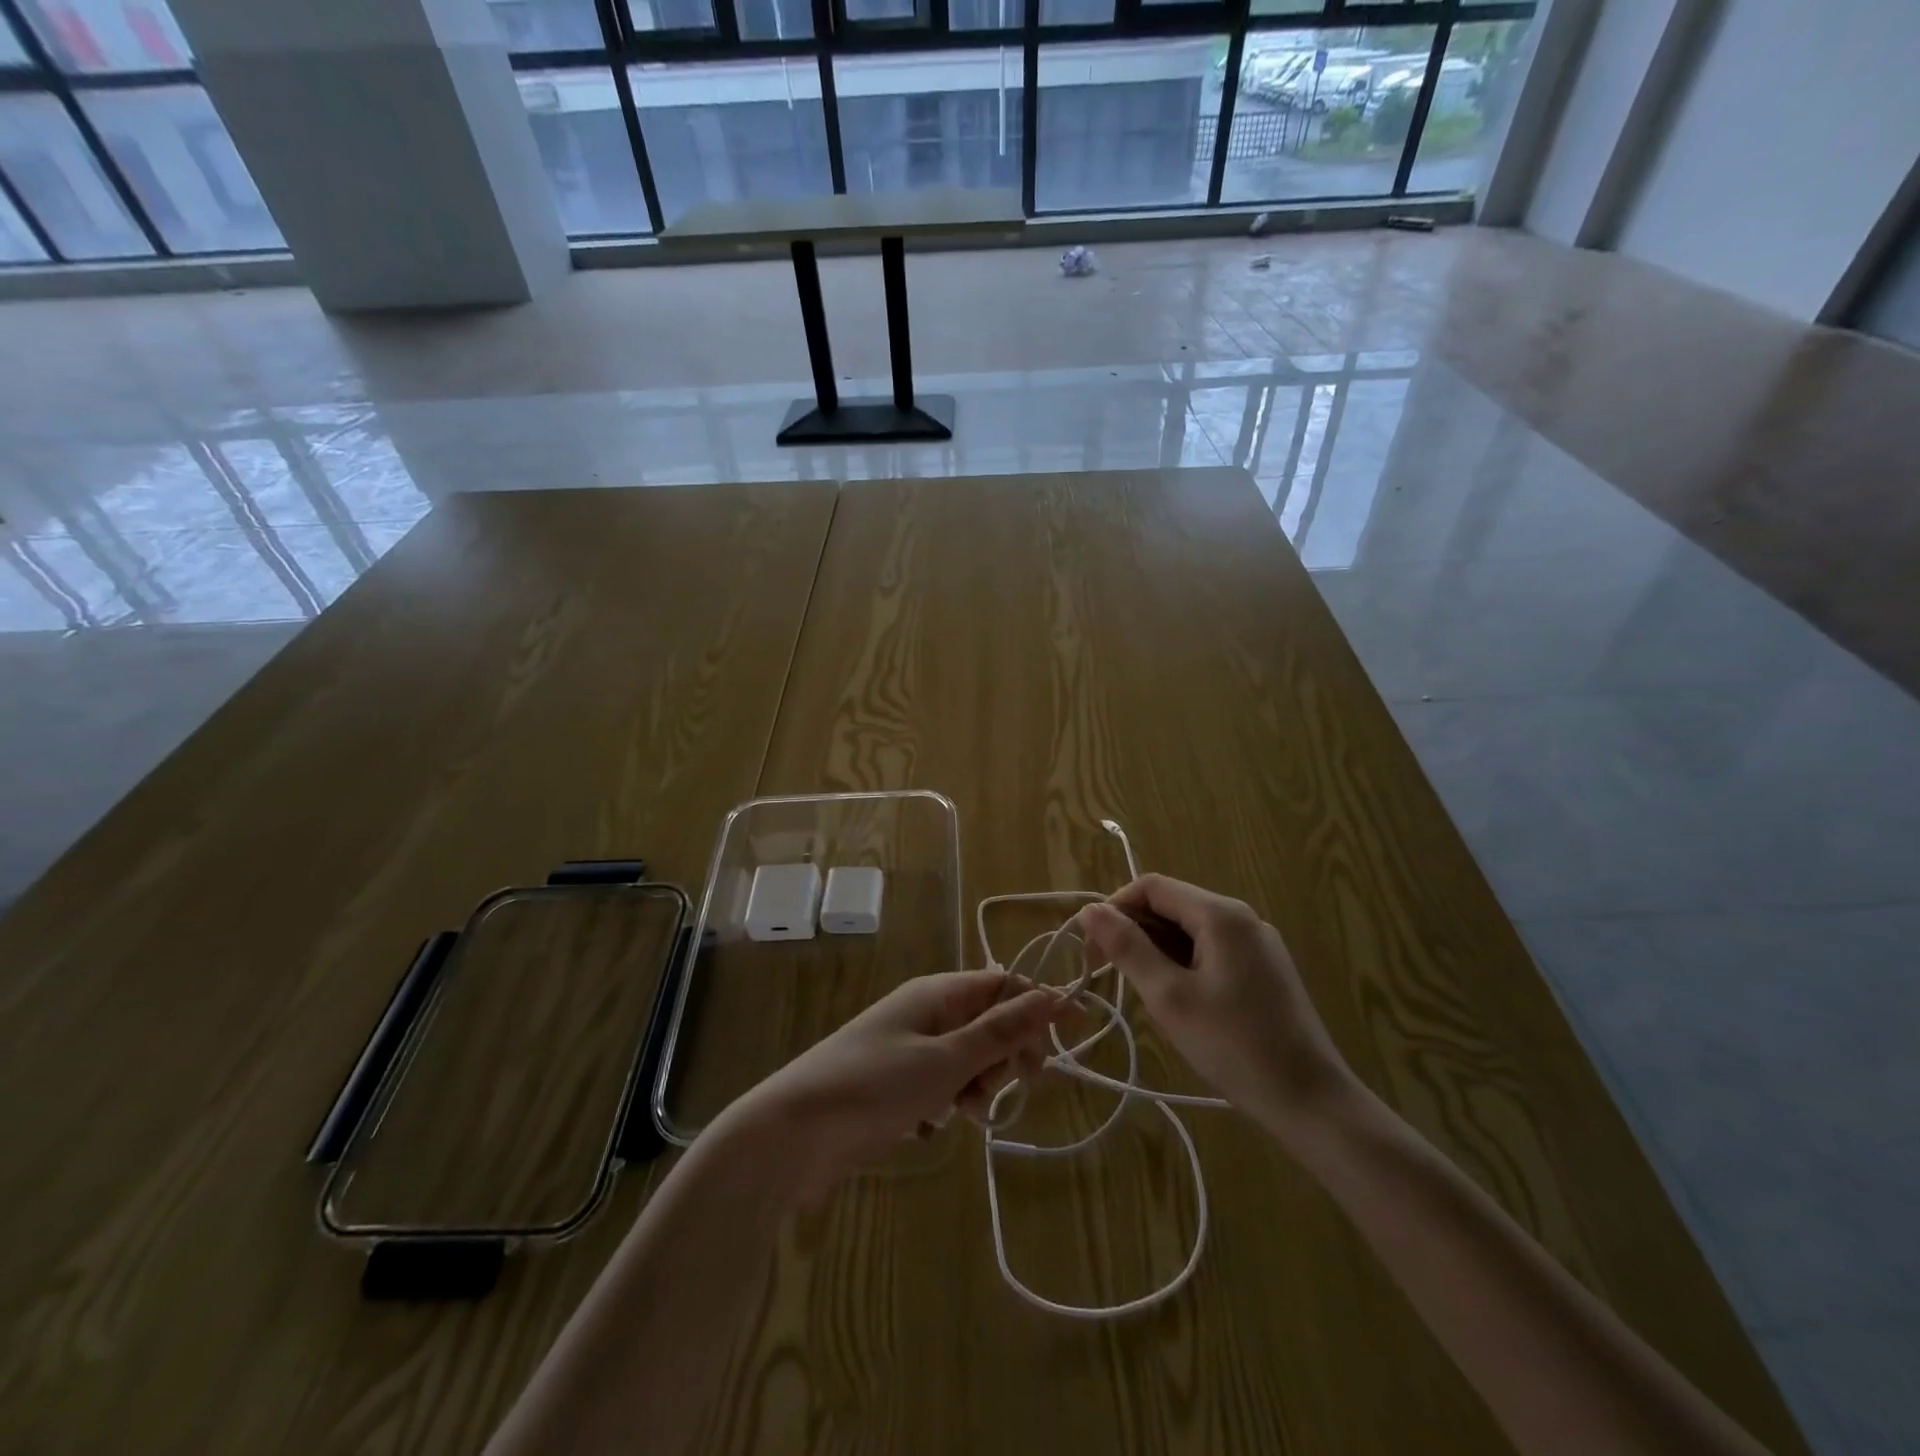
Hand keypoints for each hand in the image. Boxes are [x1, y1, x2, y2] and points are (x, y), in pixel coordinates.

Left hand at [732, 971, 1064, 1198]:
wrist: (793, 1134)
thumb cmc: (874, 1086)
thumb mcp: (945, 1060)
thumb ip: (1000, 1031)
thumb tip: (1051, 994)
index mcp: (937, 993)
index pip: (1003, 983)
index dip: (1039, 1005)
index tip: (1076, 1034)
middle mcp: (925, 1012)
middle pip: (990, 1022)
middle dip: (1006, 1054)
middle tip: (1004, 1084)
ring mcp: (909, 1048)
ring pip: (969, 1059)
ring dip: (977, 1085)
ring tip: (961, 1111)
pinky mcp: (896, 1085)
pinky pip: (943, 1085)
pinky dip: (948, 1103)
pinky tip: (931, 1125)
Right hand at [1078, 875, 1354, 1145]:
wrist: (1311, 1101)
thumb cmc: (1234, 1046)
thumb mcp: (1169, 997)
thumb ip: (1127, 948)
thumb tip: (1089, 910)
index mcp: (1220, 914)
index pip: (1151, 886)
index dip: (1115, 908)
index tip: (1092, 948)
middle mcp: (1241, 917)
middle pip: (1172, 904)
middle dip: (1134, 930)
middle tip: (1109, 973)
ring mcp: (1257, 943)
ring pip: (1190, 929)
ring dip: (1156, 949)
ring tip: (1142, 992)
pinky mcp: (1264, 968)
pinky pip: (1211, 949)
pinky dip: (1183, 963)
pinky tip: (1178, 1000)